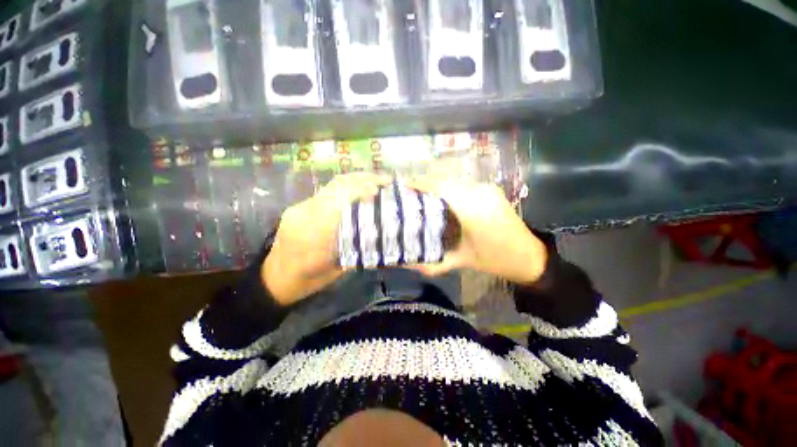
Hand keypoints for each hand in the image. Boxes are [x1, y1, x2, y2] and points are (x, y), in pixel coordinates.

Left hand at [262, 173, 390, 304]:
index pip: (339, 198)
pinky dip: (346, 188)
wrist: (276, 278)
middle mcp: (305, 212)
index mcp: (315, 230)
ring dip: (355, 180)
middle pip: (336, 185)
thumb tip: (378, 228)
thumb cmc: (309, 278)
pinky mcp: (299, 206)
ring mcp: (300, 207)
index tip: (380, 189)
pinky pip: (326, 192)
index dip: (361, 189)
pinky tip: (358, 191)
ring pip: (331, 186)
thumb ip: (356, 245)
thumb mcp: (338, 267)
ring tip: (375, 181)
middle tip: (384, 180)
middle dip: (362, 178)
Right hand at [406, 179, 546, 283]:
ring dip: (437, 184)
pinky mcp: (491, 189)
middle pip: (446, 180)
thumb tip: (409, 264)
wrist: (529, 256)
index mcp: (474, 211)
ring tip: (421, 194)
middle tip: (408, 192)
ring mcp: (488, 189)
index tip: (403, 185)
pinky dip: (449, 187)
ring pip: (455, 180)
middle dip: (425, 182)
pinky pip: (464, 184)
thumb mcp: (462, 261)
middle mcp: (481, 194)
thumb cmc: (495, 260)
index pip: (442, 188)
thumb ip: (434, 263)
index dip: (421, 183)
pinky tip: (441, 198)